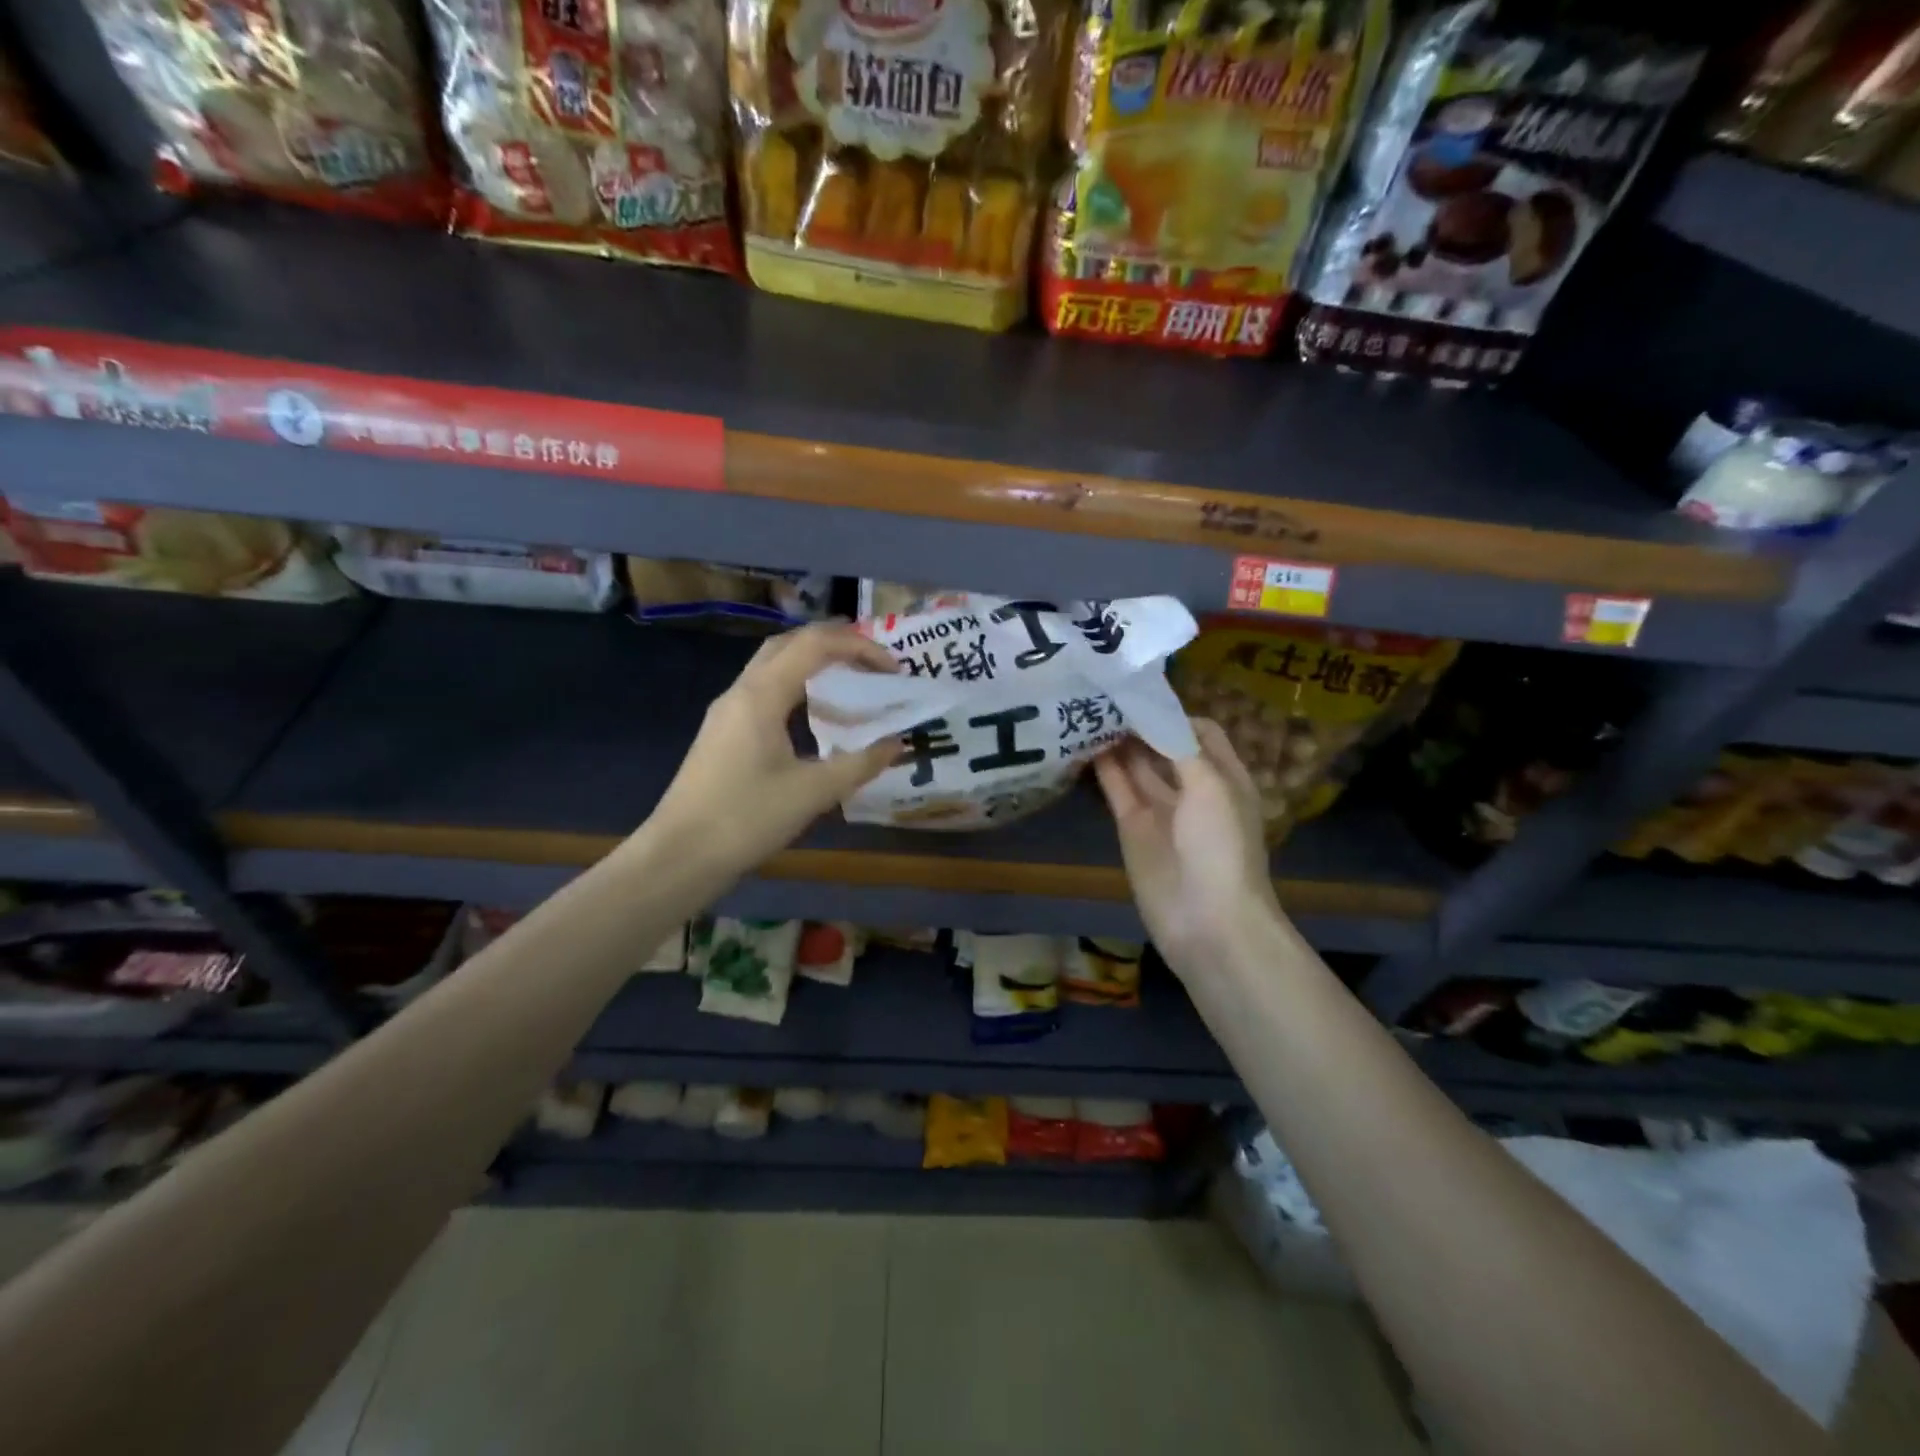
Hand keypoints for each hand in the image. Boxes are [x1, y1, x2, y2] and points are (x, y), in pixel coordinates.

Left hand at [650, 624, 901, 875]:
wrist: (679, 856)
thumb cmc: (747, 818)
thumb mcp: (813, 792)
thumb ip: (860, 764)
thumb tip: (897, 744)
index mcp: (762, 694)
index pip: (815, 644)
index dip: (859, 646)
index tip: (893, 669)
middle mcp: (741, 691)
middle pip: (790, 643)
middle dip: (835, 644)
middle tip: (873, 663)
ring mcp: (727, 711)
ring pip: (773, 666)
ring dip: (813, 663)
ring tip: (850, 682)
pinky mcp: (722, 733)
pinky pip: (764, 691)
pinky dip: (796, 688)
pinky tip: (815, 716)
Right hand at [1093, 719, 1286, 981]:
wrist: (1208, 921)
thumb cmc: (1221, 847)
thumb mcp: (1212, 786)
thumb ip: (1180, 747)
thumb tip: (1152, 713)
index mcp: (1223, 776)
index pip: (1198, 731)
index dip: (1172, 712)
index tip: (1139, 692)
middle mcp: (1192, 788)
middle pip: (1163, 745)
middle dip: (1140, 722)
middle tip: (1104, 694)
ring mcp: (1161, 809)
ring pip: (1137, 765)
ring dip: (1118, 741)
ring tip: (1088, 710)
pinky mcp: (1133, 828)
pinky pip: (1117, 789)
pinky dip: (1102, 767)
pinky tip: (1082, 743)